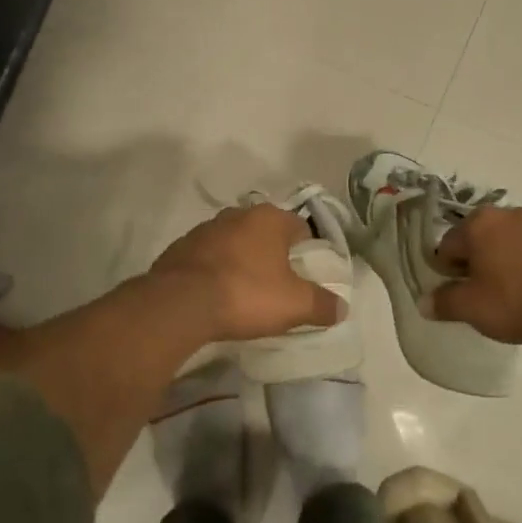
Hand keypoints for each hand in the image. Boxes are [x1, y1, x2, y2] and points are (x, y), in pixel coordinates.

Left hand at [151, 205, 343, 343]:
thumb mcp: (295, 305)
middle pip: (264, 231)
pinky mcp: (180, 248)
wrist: (180, 303)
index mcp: (269, 219)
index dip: (307, 248)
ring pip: (233, 241)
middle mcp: (237, 215)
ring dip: (241, 259)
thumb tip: (341, 307)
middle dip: (272, 252)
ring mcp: (204, 229)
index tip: (307, 271)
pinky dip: (214, 270)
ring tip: (246, 289)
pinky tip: (216, 293)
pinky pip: (207, 257)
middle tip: (279, 282)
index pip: (299, 226)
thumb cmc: (247, 294)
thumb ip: (322, 304)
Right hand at [428, 206, 521, 346]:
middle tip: (486, 293)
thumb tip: (424, 302)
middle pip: (484, 239)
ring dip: (513, 261)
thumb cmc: (516, 301)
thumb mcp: (471, 309)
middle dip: (481, 261)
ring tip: (520, 295)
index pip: (449, 245)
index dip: (448, 270)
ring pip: (518, 243)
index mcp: (480, 225)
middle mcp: (512, 216)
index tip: (457, 293)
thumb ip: (444, 303)